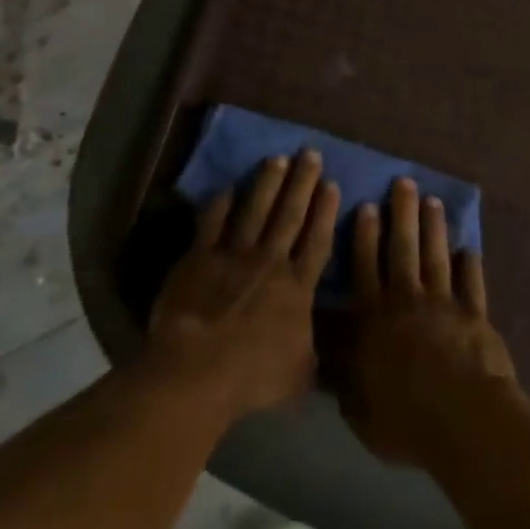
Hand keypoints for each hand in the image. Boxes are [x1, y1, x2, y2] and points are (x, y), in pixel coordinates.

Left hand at [144, 149, 340, 424]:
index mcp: (296, 287)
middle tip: (310, 151)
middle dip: (302, 181)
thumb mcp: (298, 375)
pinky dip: (219, 205)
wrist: (198, 369)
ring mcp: (233, 254)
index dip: (325, 211)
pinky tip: (225, 188)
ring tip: (276, 158)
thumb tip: (318, 347)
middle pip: (290, 214)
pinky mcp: (200, 257)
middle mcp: (269, 261)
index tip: (331, 183)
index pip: (316, 241)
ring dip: (267, 182)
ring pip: (255, 209)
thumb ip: (309, 353)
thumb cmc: (252, 377)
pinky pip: (211, 224)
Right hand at [343, 178, 518, 466]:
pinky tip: (469, 249)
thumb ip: (343, 377)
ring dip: (434, 227)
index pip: (365, 267)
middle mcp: (407, 299)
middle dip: (402, 212)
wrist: (463, 419)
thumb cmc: (404, 418)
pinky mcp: (475, 314)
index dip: (364, 235)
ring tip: (432, 201)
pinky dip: (471, 265)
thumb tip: (322, 355)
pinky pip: (472, 284)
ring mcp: (444, 303)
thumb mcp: (359, 407)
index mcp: (375, 317)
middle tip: (404, 182)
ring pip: (436, 255)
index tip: (366, 205)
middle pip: (403, 247)